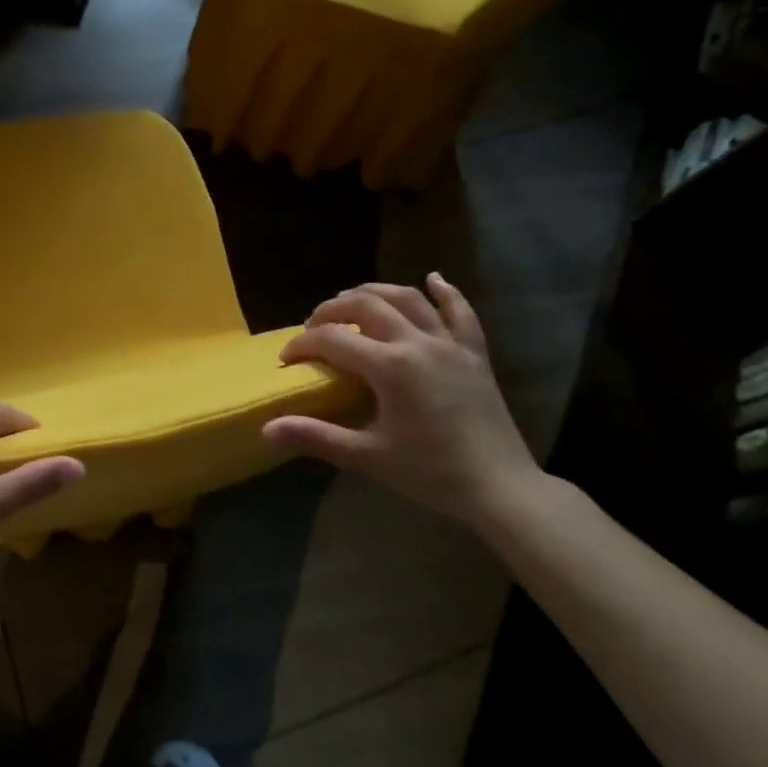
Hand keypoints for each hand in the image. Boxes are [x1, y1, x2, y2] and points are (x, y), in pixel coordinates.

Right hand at [262, 276, 542, 522]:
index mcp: (390, 366)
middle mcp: (418, 342)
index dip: (302, 344)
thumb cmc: (431, 472)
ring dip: (375, 291)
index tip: (286, 359)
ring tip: (352, 298)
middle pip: (366, 304)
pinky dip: (445, 292)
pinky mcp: (474, 354)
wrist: (500, 488)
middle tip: (313, 326)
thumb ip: (316, 436)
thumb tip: (267, 429)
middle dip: (332, 309)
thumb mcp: (367, 456)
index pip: (333, 339)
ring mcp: (449, 344)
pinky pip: (460, 313)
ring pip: (408, 298)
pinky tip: (433, 279)